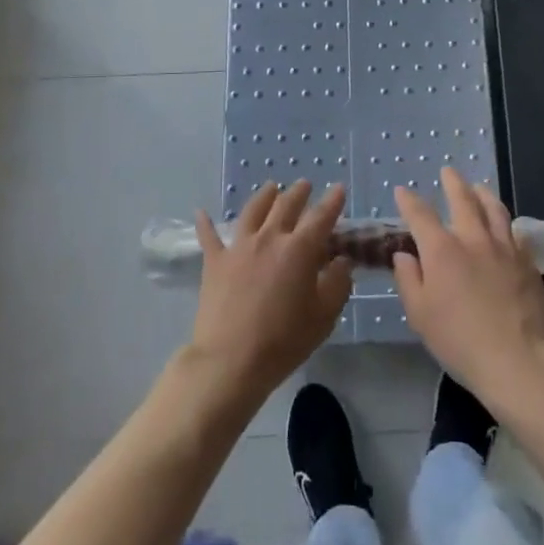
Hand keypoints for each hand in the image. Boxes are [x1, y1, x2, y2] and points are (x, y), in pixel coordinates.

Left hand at [188, 181, 351, 404]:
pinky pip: (209, 236)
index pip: (321, 217)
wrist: (230, 360)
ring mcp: (238, 247)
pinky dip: (205, 223)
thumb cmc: (283, 340)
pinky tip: (201, 212)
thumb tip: (342, 260)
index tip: (339, 188)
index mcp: (299, 249)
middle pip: (286, 205)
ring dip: (264, 196)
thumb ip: (338, 284)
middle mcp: (269, 238)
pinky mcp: (214, 262)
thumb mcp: (324, 316)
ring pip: (253, 211)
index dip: (332, 201)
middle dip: (299, 192)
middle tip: (305, 185)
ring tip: (271, 188)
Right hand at [391, 166, 543, 406]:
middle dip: (453, 183)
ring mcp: (504, 248)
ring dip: (483, 194)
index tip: (402, 191)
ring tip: (479, 187)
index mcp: (442, 250)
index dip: (409, 201)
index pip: (420, 215)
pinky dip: (506, 222)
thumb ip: (409, 280)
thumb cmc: (460, 341)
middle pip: (463, 200)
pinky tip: (506, 225)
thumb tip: (404, 256)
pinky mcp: (527, 262)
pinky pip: (515, 232)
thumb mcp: (420, 315)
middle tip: (448, 171)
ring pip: (494, 209)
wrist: (519, 359)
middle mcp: (473, 239)